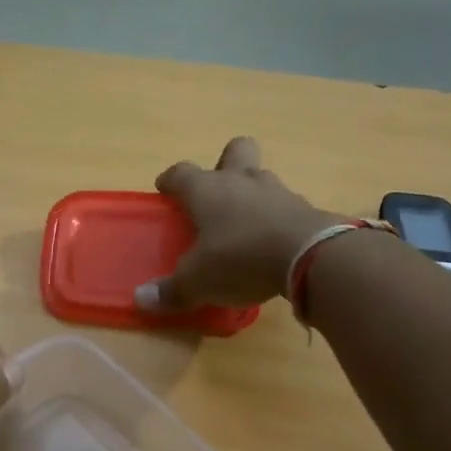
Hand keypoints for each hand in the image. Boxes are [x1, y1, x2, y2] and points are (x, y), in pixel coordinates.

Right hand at [136, 137, 339, 310]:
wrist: (309, 256)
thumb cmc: (239, 258)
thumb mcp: (197, 282)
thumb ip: (170, 290)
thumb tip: (141, 299)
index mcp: (206, 191)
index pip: (181, 172)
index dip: (170, 180)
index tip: (164, 189)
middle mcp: (241, 181)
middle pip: (235, 150)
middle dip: (225, 162)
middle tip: (217, 190)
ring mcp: (277, 192)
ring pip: (262, 177)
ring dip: (253, 193)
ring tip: (247, 222)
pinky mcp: (306, 209)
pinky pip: (286, 206)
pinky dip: (278, 219)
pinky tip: (274, 242)